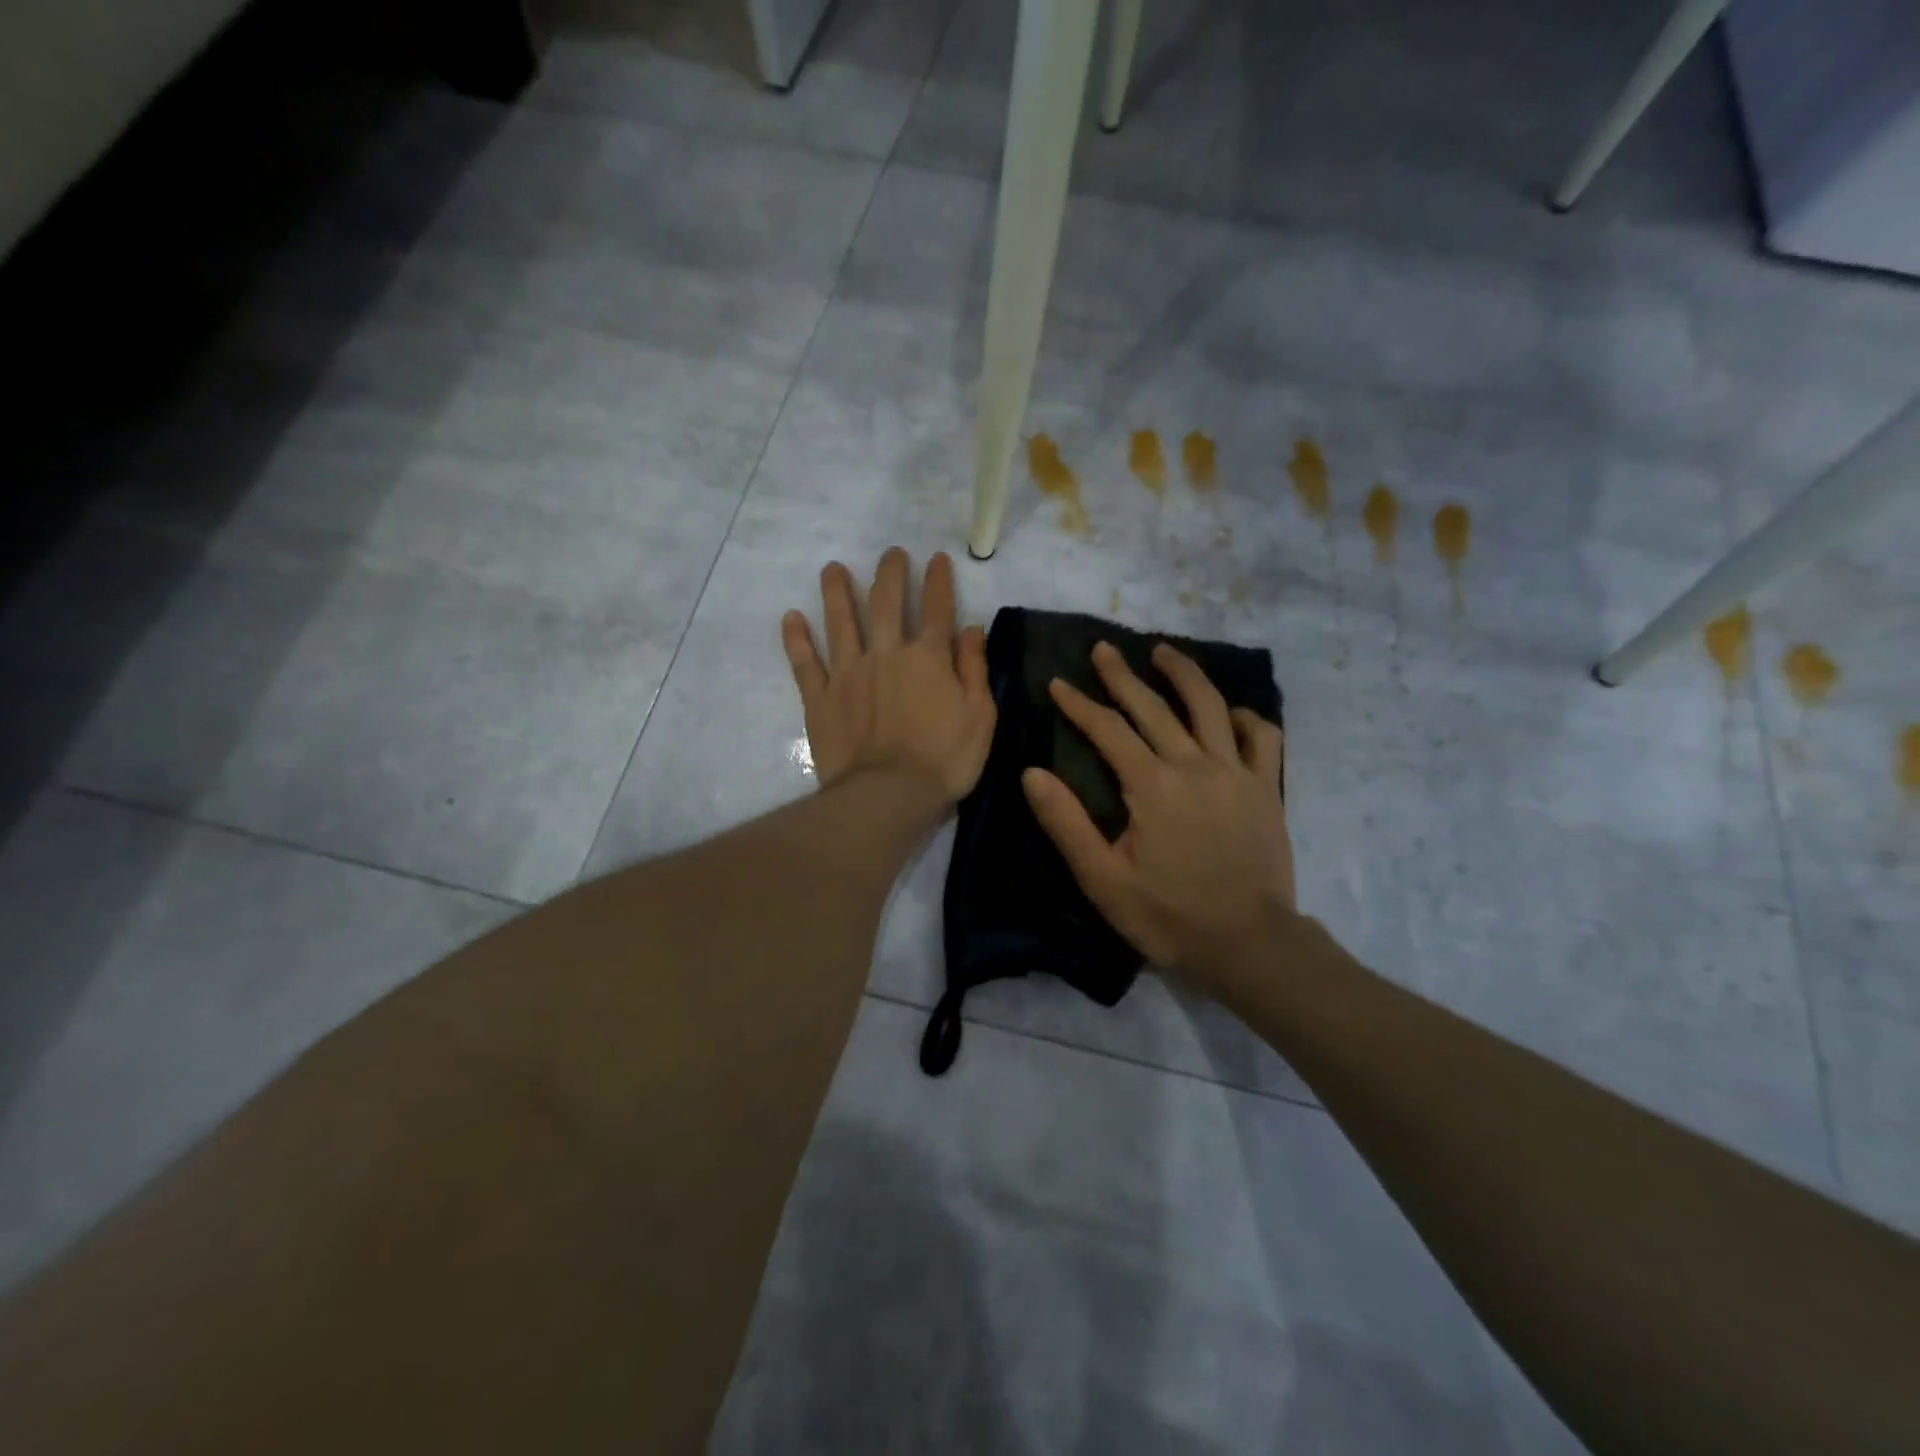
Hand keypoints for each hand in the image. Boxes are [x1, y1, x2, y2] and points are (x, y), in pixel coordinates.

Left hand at [782, 548, 995, 806]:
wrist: (889, 795)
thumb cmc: (944, 760)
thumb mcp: (980, 716)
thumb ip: (974, 669)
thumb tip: (971, 628)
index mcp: (928, 658)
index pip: (936, 609)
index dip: (938, 581)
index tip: (936, 559)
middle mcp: (887, 654)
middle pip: (886, 603)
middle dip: (890, 574)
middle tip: (891, 553)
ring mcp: (849, 673)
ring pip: (841, 622)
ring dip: (837, 592)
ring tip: (833, 568)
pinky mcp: (820, 698)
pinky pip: (805, 663)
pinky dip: (797, 639)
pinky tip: (791, 617)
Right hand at [1022, 641, 1293, 991]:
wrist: (1250, 945)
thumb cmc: (1169, 916)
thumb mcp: (1103, 880)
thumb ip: (1066, 823)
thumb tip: (1032, 773)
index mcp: (1151, 785)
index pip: (1107, 730)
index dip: (1079, 704)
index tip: (1057, 683)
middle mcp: (1194, 766)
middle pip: (1153, 708)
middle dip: (1122, 675)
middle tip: (1102, 649)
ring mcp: (1236, 773)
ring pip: (1209, 707)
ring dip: (1184, 674)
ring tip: (1164, 652)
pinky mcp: (1266, 789)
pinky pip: (1262, 738)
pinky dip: (1245, 718)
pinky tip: (1229, 713)